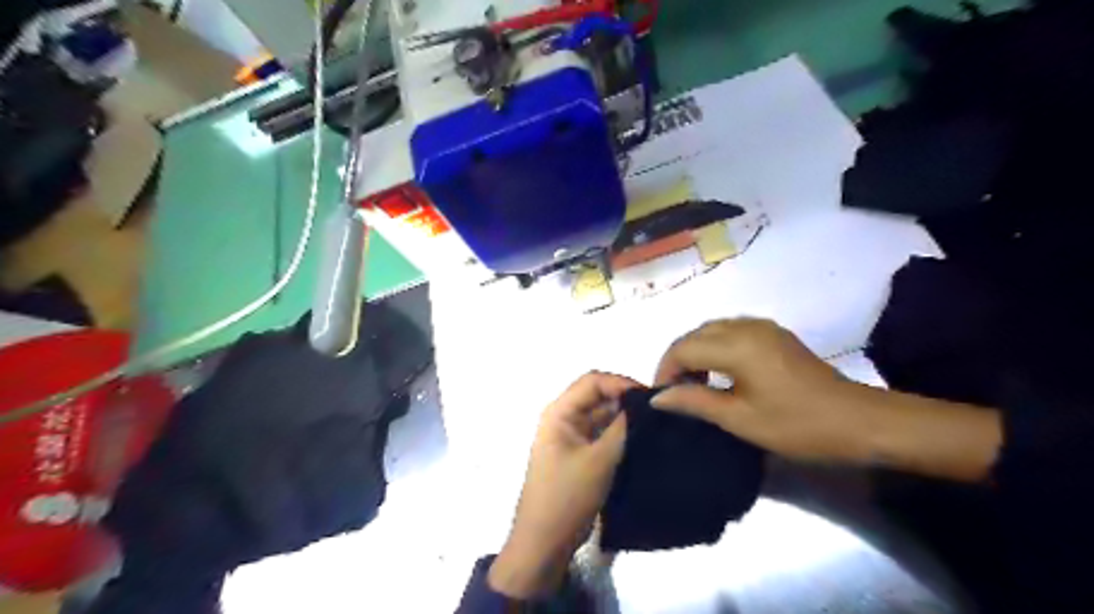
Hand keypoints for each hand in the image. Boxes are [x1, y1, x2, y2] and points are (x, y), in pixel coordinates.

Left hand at [488, 371, 637, 596]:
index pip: (593, 381)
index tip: (652, 397)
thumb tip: (645, 404)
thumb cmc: (566, 497)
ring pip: (603, 416)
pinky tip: (644, 440)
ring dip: (625, 418)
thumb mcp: (599, 461)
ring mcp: (572, 437)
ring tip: (657, 424)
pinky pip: (603, 434)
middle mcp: (565, 418)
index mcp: (560, 412)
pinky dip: (620, 434)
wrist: (544, 543)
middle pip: (598, 396)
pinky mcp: (581, 454)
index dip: (621, 383)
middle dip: (626, 400)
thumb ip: (622, 429)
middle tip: (660, 410)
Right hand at [647, 319, 997, 480]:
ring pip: (712, 330)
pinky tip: (719, 372)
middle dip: (677, 360)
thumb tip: (658, 398)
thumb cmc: (797, 425)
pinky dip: (715, 347)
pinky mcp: (775, 334)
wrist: (859, 422)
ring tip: (694, 384)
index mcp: (736, 345)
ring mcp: (763, 327)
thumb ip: (694, 402)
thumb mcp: (740, 419)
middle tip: (675, 393)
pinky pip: (731, 331)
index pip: (683, 348)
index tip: (661, 398)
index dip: (665, 371)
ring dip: (695, 352)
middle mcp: (746, 326)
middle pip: (695, 334)